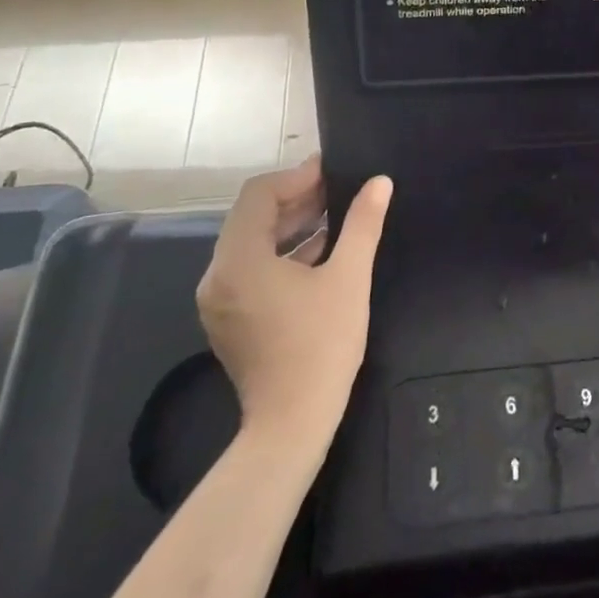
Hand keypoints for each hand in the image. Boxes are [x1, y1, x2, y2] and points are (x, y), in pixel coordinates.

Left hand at [195, 158, 391, 448]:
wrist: (291, 426)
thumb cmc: (321, 345)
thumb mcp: (348, 277)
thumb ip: (362, 223)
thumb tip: (380, 182)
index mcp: (239, 261)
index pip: (259, 195)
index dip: (297, 177)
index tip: (333, 171)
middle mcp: (218, 276)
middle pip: (252, 217)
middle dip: (296, 199)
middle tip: (339, 190)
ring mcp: (220, 300)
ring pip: (252, 243)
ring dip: (291, 225)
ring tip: (335, 215)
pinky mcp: (229, 319)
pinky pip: (251, 269)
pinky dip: (282, 253)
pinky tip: (321, 251)